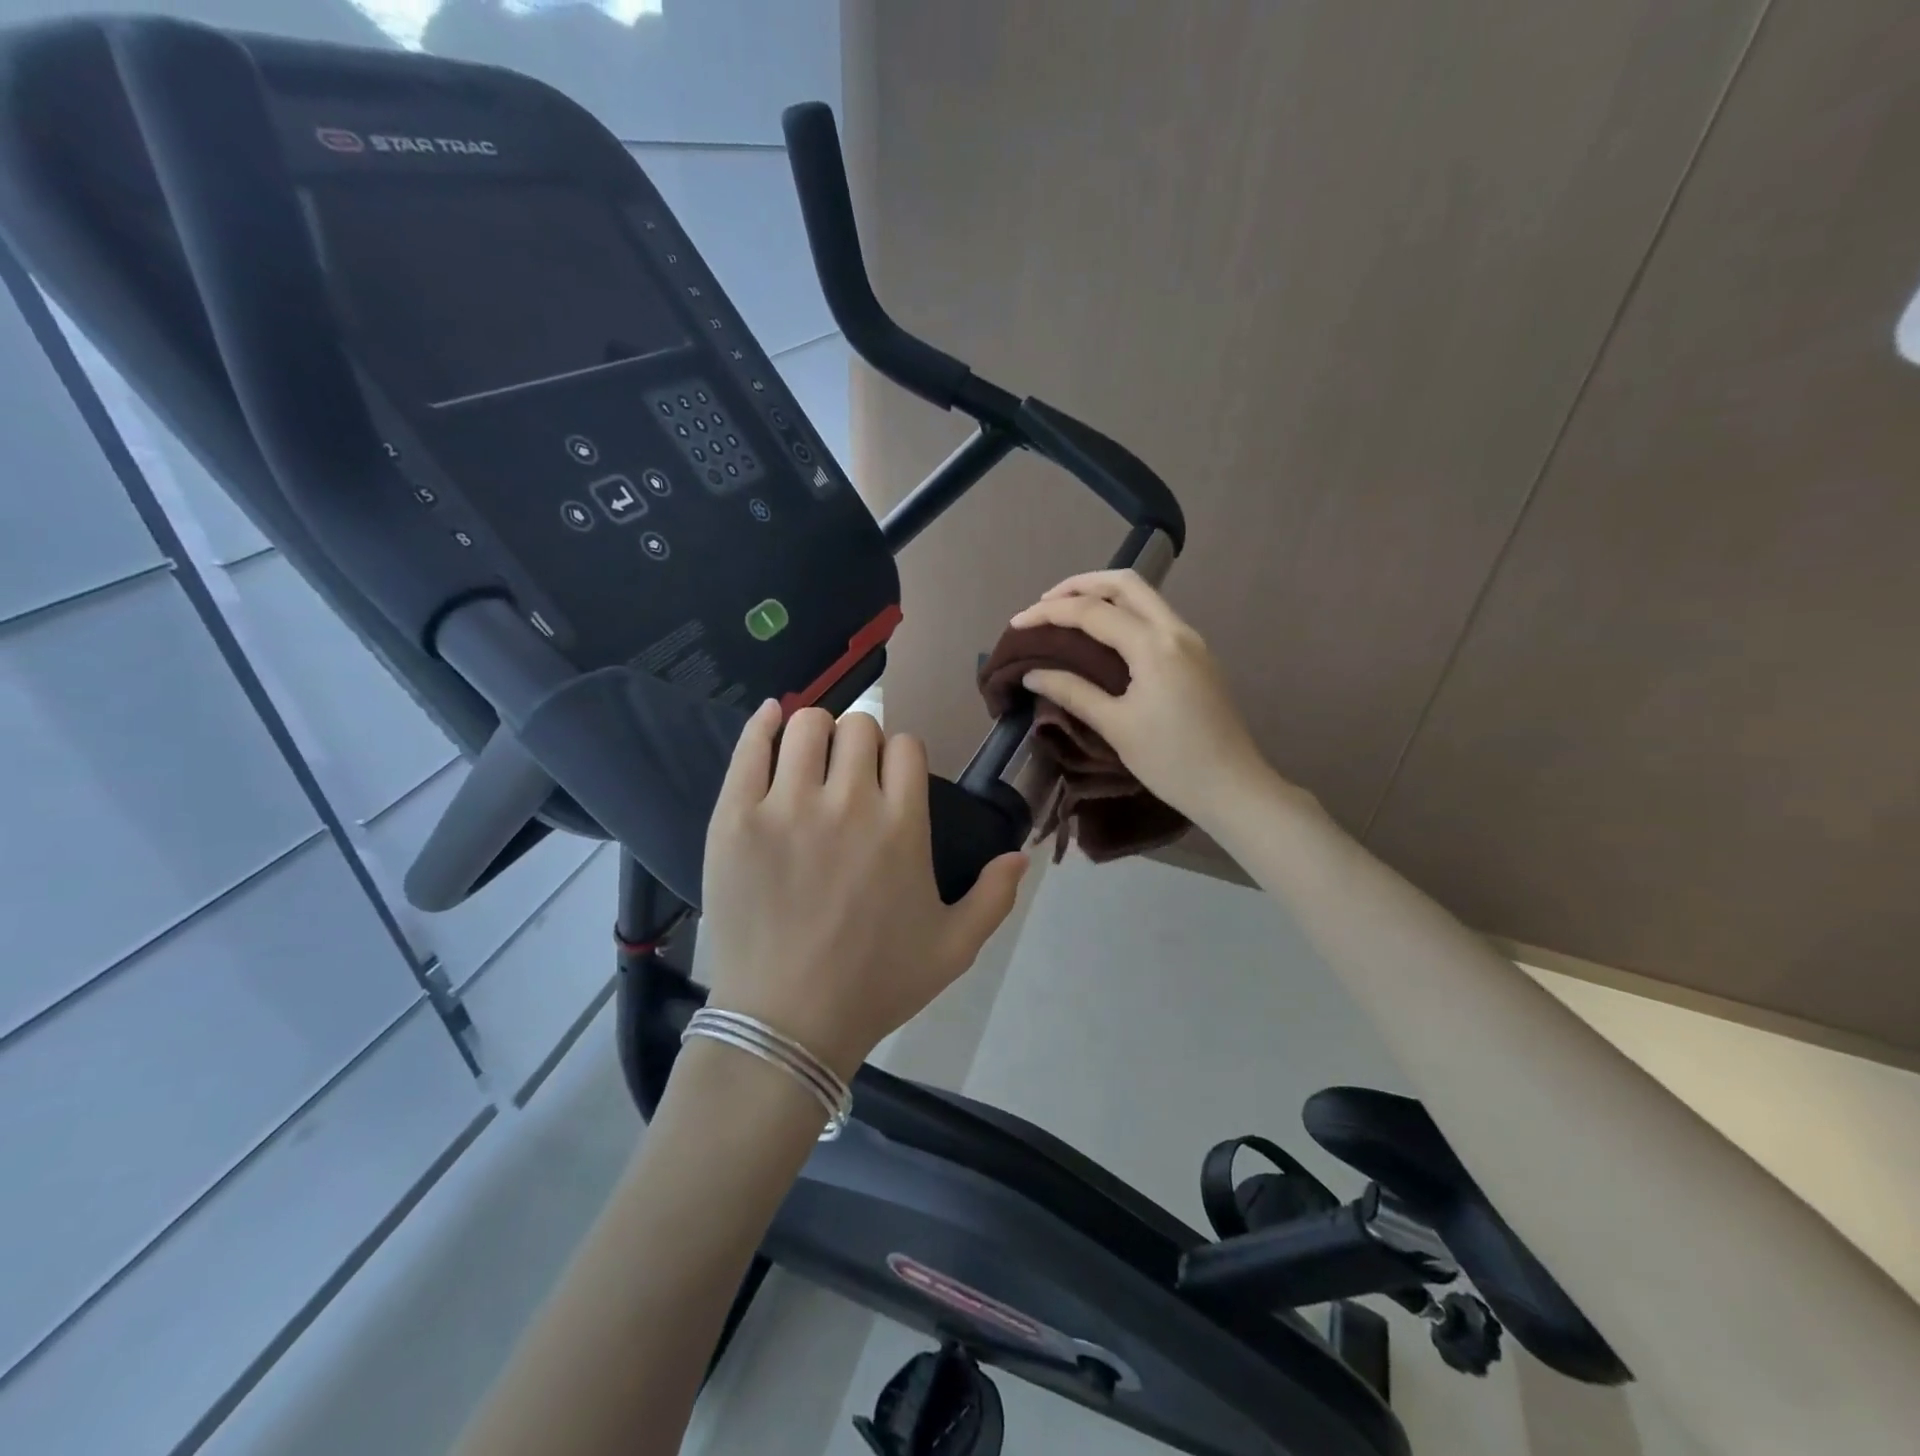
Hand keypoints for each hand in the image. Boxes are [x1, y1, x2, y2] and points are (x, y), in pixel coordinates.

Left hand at [699, 702, 1028, 1078]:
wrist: (785, 1024)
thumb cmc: (874, 986)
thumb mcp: (953, 949)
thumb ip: (994, 898)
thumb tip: (1021, 854)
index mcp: (902, 826)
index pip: (906, 746)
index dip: (900, 756)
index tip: (890, 779)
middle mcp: (848, 803)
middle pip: (859, 726)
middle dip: (861, 742)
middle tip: (849, 774)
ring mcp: (786, 806)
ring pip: (808, 725)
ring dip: (817, 732)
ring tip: (812, 760)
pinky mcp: (735, 817)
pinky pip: (751, 747)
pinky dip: (764, 724)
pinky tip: (772, 719)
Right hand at [1010, 570, 1277, 824]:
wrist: (1233, 787)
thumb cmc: (1171, 761)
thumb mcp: (1116, 726)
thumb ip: (1073, 692)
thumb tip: (1033, 673)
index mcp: (1154, 646)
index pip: (1093, 612)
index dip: (1049, 613)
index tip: (1016, 623)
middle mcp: (1176, 630)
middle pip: (1125, 583)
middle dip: (1080, 585)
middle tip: (1045, 604)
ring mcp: (1191, 641)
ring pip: (1144, 597)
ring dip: (1104, 595)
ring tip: (1068, 615)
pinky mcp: (1198, 656)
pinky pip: (1155, 617)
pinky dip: (1124, 613)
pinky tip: (1104, 637)